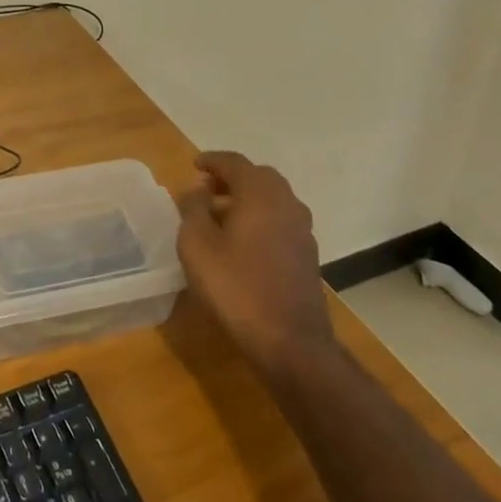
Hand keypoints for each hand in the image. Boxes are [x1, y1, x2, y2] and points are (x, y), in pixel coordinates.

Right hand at [176, 151, 329, 367]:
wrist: (290, 340)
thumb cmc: (236, 287)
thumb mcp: (197, 245)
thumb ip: (193, 209)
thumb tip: (197, 189)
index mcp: (260, 194)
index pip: (235, 163)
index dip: (212, 161)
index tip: (194, 165)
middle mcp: (286, 203)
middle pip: (258, 177)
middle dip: (232, 178)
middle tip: (206, 189)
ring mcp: (302, 229)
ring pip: (273, 199)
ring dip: (247, 199)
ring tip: (220, 216)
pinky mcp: (307, 254)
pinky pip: (280, 220)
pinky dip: (260, 218)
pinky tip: (242, 241)